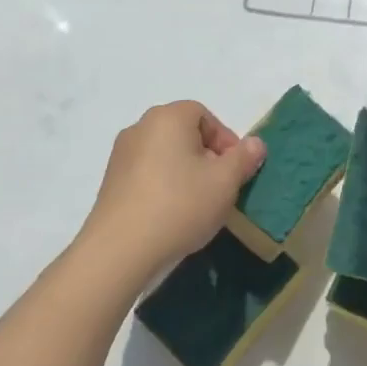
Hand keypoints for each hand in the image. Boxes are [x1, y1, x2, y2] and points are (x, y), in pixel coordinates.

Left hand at [76, 101, 265, 300]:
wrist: (120, 250)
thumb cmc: (180, 205)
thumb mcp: (225, 182)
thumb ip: (244, 158)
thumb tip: (255, 143)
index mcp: (168, 117)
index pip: (205, 116)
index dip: (226, 141)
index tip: (235, 171)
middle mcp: (140, 127)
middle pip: (184, 134)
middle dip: (207, 157)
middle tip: (220, 187)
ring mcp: (121, 154)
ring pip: (166, 155)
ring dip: (185, 172)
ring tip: (197, 204)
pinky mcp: (110, 181)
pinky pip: (147, 173)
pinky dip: (164, 186)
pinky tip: (171, 214)